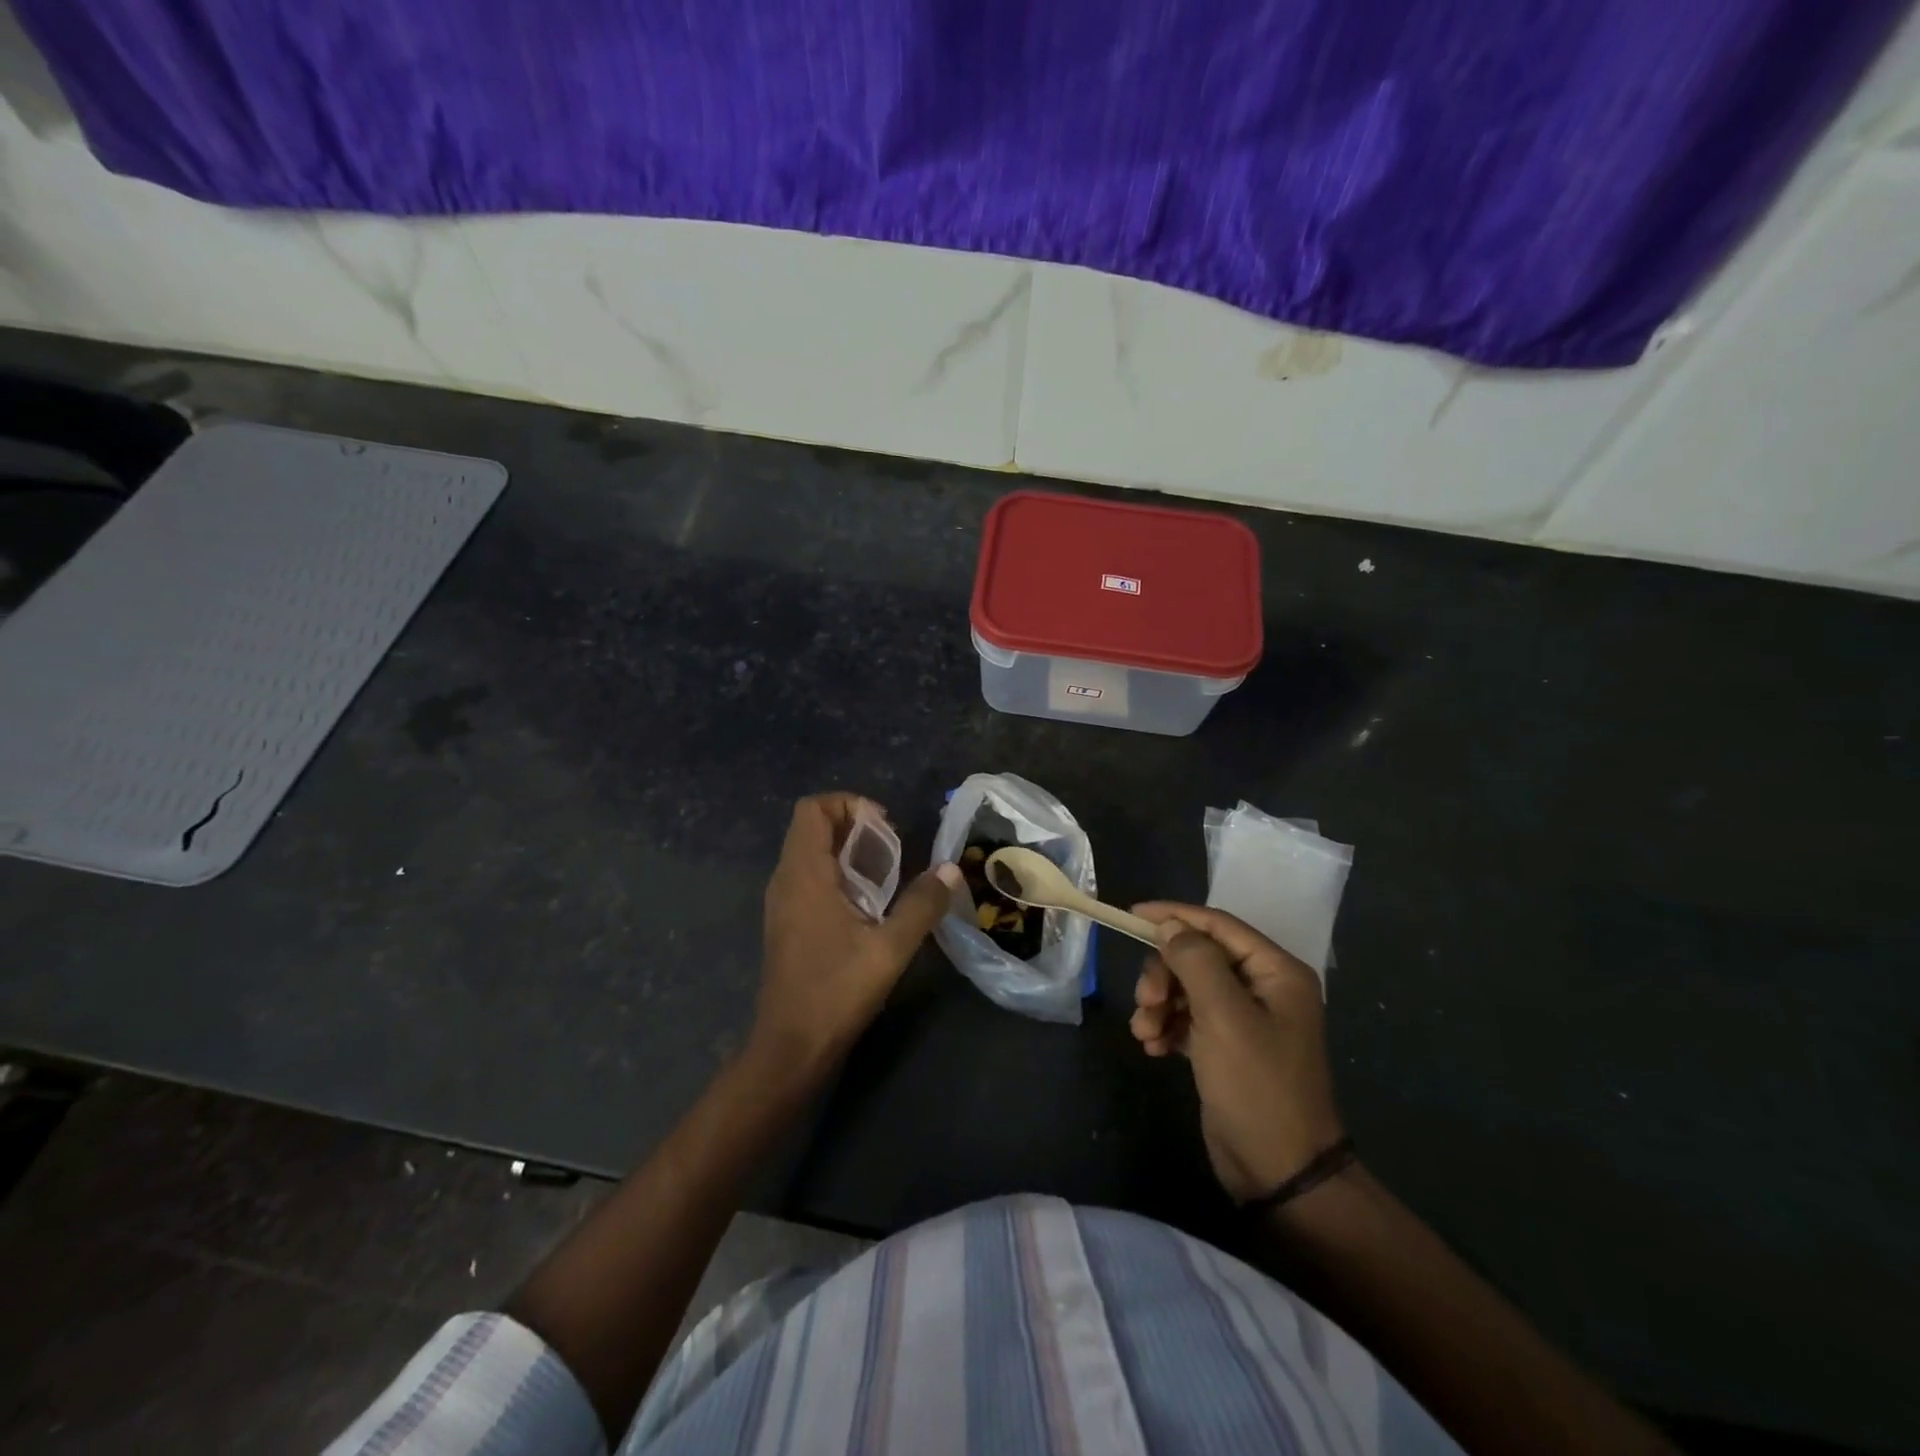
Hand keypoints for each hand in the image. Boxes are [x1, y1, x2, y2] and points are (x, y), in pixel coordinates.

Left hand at [754, 793, 958, 1074]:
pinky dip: (836, 873)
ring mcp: (782, 902)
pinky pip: (808, 877)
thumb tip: (951, 870)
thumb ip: (922, 905)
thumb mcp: (890, 948)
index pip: (813, 809)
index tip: (884, 825)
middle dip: (853, 824)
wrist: (791, 1047)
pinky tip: (866, 903)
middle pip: (811, 826)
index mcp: (804, 874)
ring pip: (809, 852)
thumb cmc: (836, 991)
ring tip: (885, 872)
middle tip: (892, 846)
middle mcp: (786, 879)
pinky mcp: (786, 923)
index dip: (849, 804)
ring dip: (846, 849)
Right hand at [1130, 903, 1345, 1202]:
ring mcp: (1244, 1019)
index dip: (1175, 916)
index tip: (1132, 916)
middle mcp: (1262, 988)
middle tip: (1145, 1001)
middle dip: (1164, 975)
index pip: (1218, 925)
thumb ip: (1195, 961)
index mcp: (1276, 972)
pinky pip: (1186, 1018)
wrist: (1279, 1172)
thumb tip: (1170, 925)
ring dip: (1159, 1004)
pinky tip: (1153, 1047)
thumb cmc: (1257, 1086)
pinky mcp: (1224, 1046)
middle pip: (1197, 957)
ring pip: (1186, 987)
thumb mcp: (1224, 1017)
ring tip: (1145, 1032)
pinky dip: (1166, 1026)